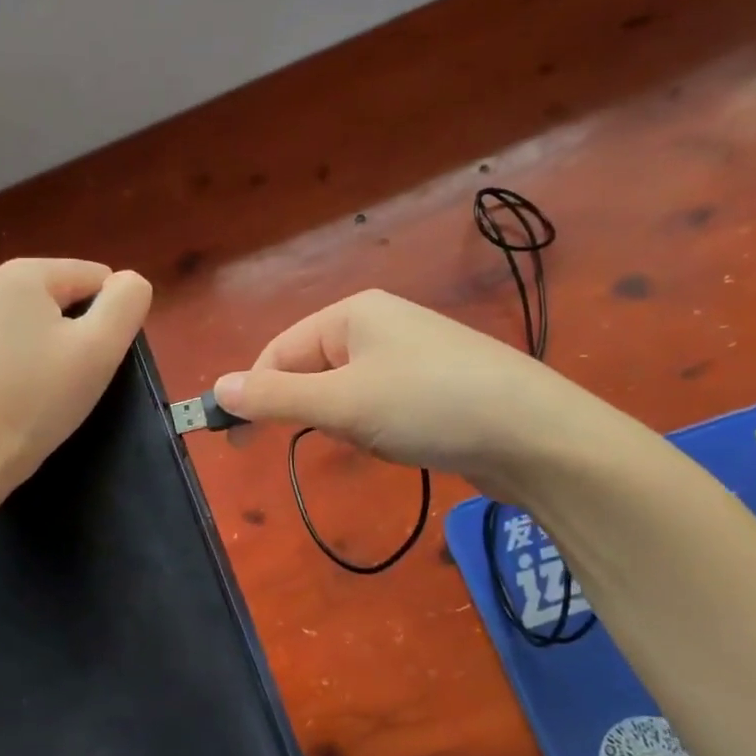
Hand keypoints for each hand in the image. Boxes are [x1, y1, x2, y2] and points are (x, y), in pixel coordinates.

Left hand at [0, 258, 152, 488]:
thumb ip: (126, 302)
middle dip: (75, 328)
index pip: (93, 277)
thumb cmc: (41, 396)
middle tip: (73, 374)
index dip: (108, 317)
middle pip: (59, 294)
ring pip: (30, 316)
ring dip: (47, 341)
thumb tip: (129, 281)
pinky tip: (15, 388)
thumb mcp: (101, 346)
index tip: (95, 357)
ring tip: (43, 383)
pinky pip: (2, 337)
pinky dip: (17, 355)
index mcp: (23, 272)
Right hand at [213, 289, 605, 496]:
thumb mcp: (341, 403)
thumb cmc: (427, 406)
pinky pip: (383, 403)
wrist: (538, 435)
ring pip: (348, 392)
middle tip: (330, 440)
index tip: (238, 440)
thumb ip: (274, 398)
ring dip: (349, 423)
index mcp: (351, 313)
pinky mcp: (438, 383)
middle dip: (313, 411)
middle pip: (313, 369)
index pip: (279, 351)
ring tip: (382, 441)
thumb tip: (217, 389)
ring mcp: (413, 352)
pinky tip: (405, 442)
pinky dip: (379, 427)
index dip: (255, 393)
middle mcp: (379, 323)